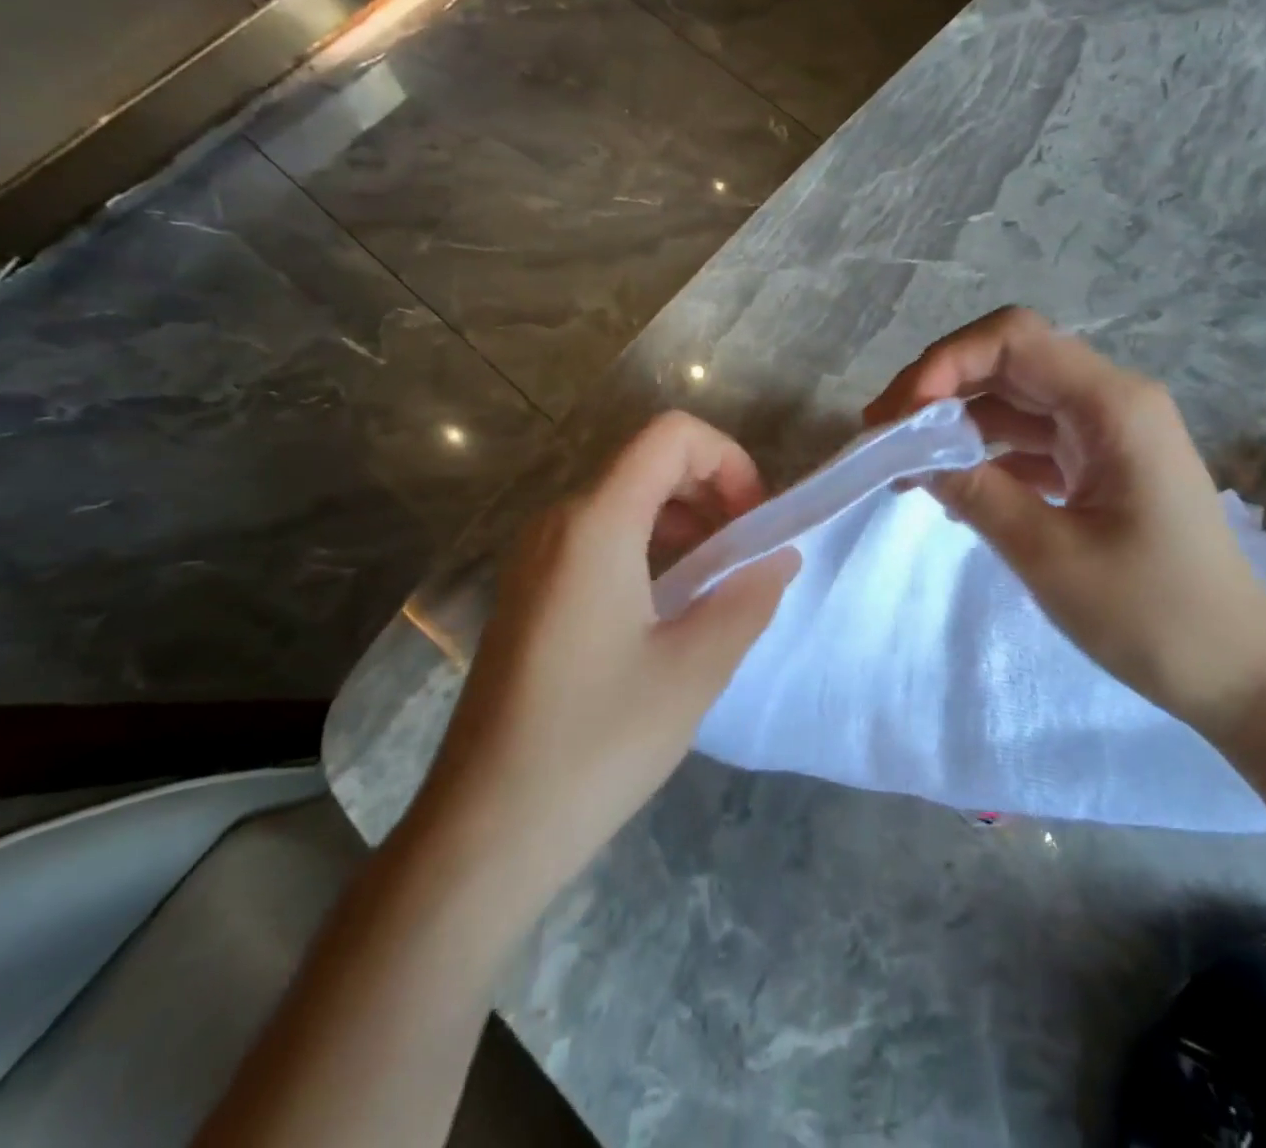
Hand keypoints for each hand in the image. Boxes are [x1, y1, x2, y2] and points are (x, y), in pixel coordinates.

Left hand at [416, 412, 797, 886]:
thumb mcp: (694, 670)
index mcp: (596, 524)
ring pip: (623, 500)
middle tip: (745, 553)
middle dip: (710, 489)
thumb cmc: (597, 742)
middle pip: (647, 463)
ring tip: (715, 581)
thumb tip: (780, 558)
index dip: (727, 459)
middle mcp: (557, 523)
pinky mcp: (527, 591)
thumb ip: (748, 599)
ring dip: (681, 520)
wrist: (485, 829)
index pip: (670, 436)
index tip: (754, 521)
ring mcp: (534, 556)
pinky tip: (666, 606)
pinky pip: (597, 538)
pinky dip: (647, 546)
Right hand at [865, 307, 1265, 734]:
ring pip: (1012, 402)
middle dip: (938, 389)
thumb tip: (913, 457)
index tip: (900, 417)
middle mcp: (1110, 403)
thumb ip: (976, 492)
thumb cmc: (1153, 614)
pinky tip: (948, 486)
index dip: (945, 362)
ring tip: (901, 464)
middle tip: (881, 435)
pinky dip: (983, 455)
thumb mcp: (1049, 555)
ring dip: (954, 424)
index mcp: (1112, 406)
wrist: (1237, 673)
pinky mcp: (1098, 467)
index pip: (1013, 339)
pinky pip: (1028, 442)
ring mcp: (1105, 435)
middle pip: (1008, 363)